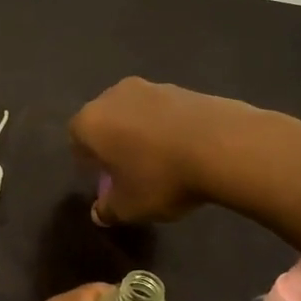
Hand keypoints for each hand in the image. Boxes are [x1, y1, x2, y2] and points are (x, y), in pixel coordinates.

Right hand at [69, 77, 261, 224]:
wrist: (224, 146)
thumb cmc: (161, 178)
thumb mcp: (129, 207)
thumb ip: (107, 210)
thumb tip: (99, 212)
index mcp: (91, 121)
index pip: (76, 138)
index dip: (87, 161)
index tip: (103, 179)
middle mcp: (114, 96)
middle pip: (105, 120)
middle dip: (113, 143)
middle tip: (129, 170)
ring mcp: (152, 87)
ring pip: (135, 113)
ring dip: (141, 133)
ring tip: (161, 162)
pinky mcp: (184, 88)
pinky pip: (165, 112)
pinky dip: (168, 128)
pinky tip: (185, 151)